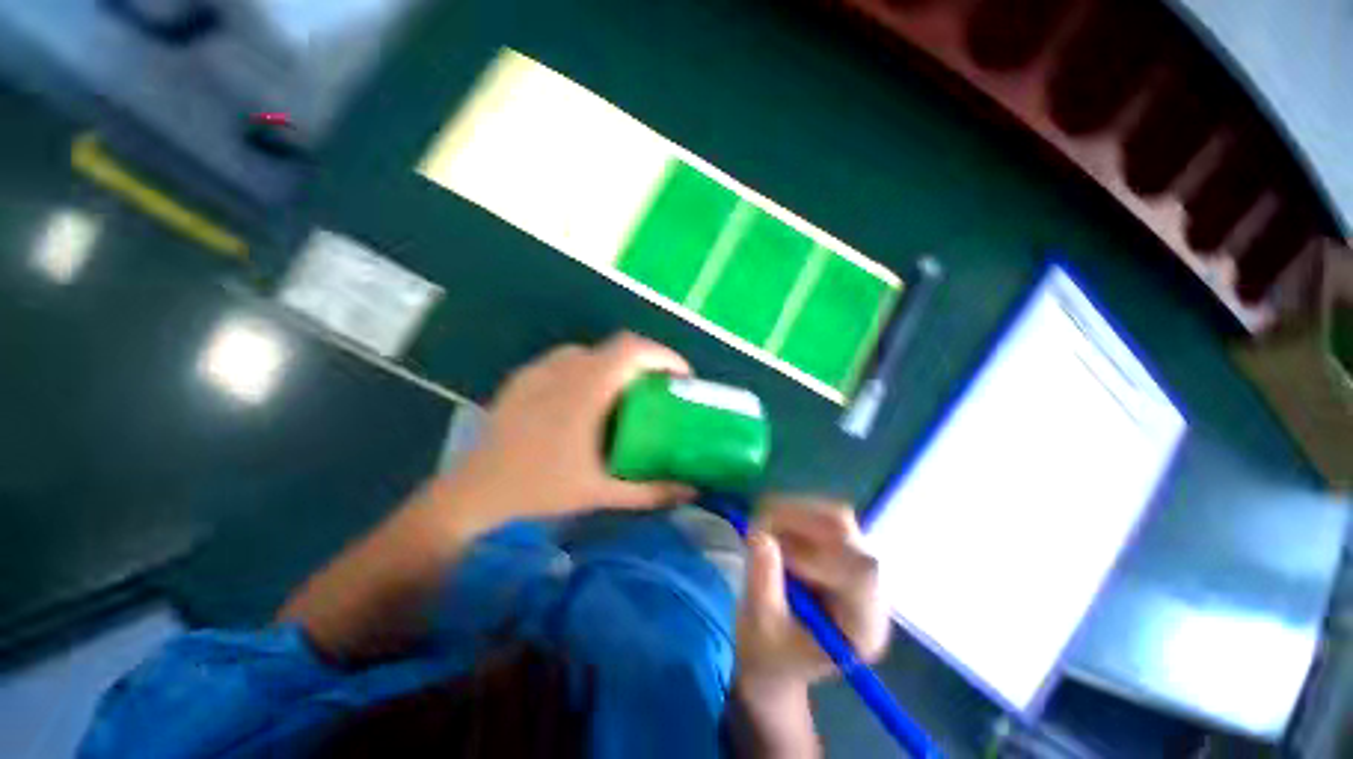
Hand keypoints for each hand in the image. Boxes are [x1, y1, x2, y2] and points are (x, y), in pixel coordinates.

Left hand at [448, 333, 697, 528]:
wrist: (473, 494)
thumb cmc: (540, 490)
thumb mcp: (602, 493)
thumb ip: (651, 491)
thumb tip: (692, 491)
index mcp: (586, 389)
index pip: (633, 349)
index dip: (663, 355)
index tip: (681, 377)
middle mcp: (564, 369)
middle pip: (617, 347)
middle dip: (646, 362)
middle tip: (659, 389)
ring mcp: (539, 371)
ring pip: (592, 352)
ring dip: (616, 366)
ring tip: (624, 394)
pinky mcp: (523, 378)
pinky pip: (566, 362)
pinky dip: (589, 370)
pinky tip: (585, 400)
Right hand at [735, 498, 889, 692]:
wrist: (777, 653)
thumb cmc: (771, 652)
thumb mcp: (760, 627)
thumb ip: (763, 584)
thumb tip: (759, 535)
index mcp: (862, 626)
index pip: (861, 575)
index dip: (817, 553)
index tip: (777, 552)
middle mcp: (870, 590)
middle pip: (848, 536)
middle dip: (798, 522)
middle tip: (757, 526)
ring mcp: (857, 562)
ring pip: (835, 517)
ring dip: (792, 513)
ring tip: (761, 527)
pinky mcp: (842, 545)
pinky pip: (823, 514)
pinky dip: (792, 512)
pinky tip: (773, 526)